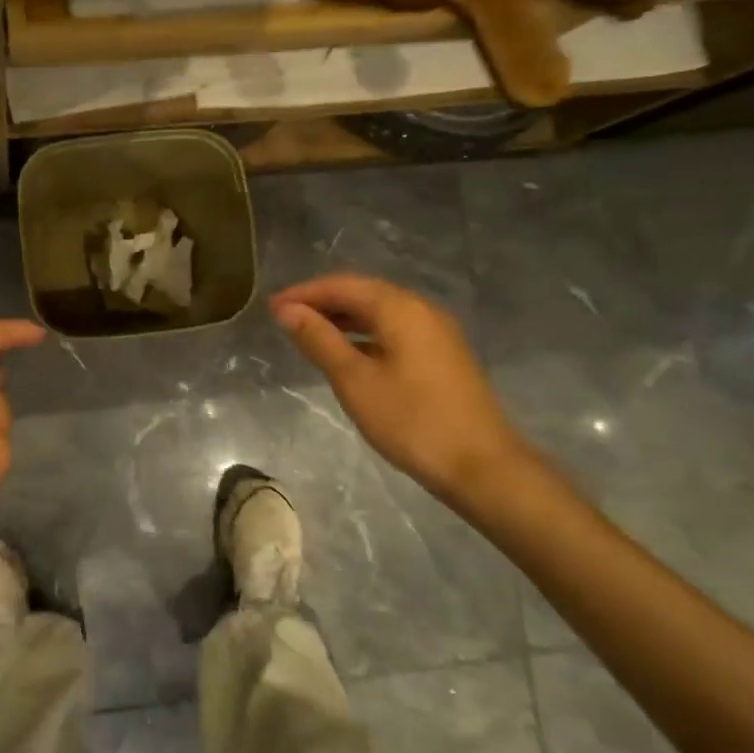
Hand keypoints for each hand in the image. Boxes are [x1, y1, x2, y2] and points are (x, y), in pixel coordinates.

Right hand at [270, 274, 527, 502]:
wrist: (481, 466)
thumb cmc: (411, 421)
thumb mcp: (354, 380)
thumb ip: (319, 340)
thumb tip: (287, 311)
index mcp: (400, 309)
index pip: (343, 286)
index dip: (304, 293)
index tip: (271, 307)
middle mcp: (421, 310)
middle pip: (364, 293)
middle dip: (323, 302)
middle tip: (286, 317)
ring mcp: (436, 333)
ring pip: (381, 312)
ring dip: (343, 318)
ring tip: (309, 333)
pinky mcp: (443, 355)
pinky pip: (395, 330)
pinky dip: (365, 334)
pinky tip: (347, 353)